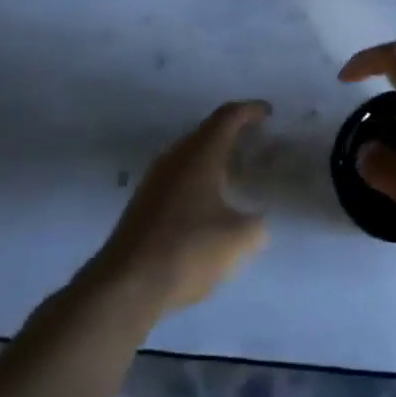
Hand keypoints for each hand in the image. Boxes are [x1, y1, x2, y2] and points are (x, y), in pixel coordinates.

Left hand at [99, 101, 270, 310]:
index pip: (228, 117)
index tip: (270, 114)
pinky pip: (179, 177)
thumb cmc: (188, 250)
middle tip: (258, 144)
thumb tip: (256, 220)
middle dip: (234, 134)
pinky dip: (200, 179)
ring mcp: (155, 181)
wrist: (126, 286)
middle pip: (207, 132)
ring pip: (191, 156)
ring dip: (215, 158)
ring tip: (239, 174)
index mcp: (200, 154)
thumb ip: (257, 223)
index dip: (251, 110)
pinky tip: (212, 204)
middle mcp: (175, 158)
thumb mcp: (239, 239)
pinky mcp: (144, 204)